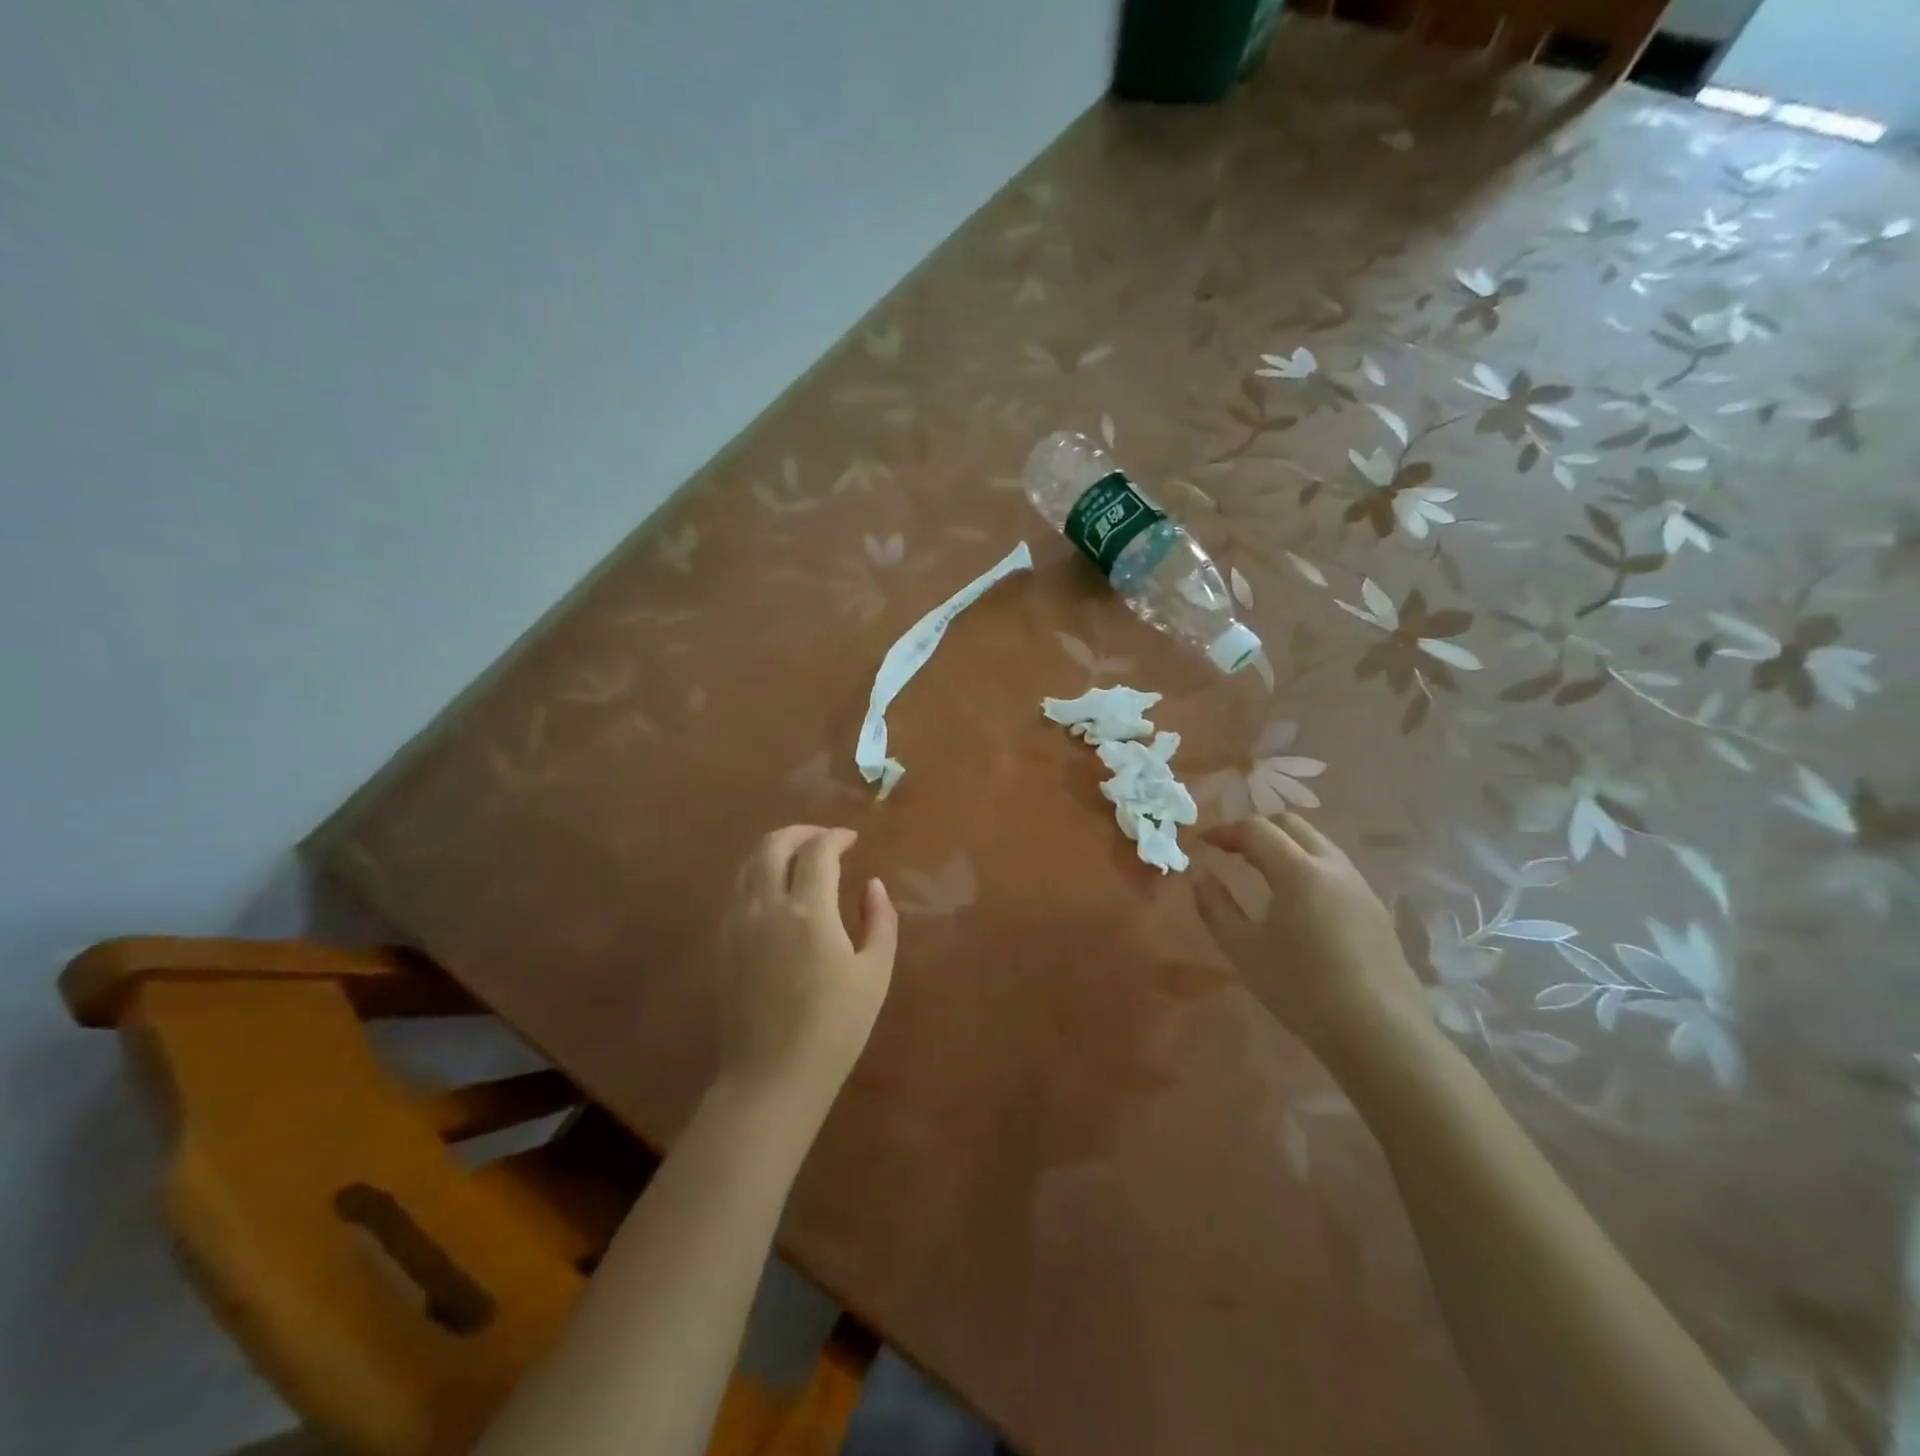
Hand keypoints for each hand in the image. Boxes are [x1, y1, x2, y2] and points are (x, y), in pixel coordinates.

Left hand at [715, 826, 897, 1102]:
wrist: (772, 1077)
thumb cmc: (835, 1028)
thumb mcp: (875, 974)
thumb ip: (879, 921)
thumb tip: (872, 886)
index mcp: (808, 912)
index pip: (818, 852)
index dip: (836, 837)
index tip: (852, 840)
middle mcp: (766, 908)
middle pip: (772, 846)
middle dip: (800, 832)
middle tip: (823, 839)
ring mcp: (737, 925)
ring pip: (748, 866)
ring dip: (775, 851)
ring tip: (799, 859)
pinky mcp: (722, 945)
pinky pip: (737, 892)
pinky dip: (757, 876)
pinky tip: (776, 893)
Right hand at [1195, 814, 1425, 1060]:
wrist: (1379, 1032)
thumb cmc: (1301, 989)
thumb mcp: (1244, 950)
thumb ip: (1215, 906)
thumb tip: (1200, 874)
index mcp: (1298, 871)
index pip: (1255, 829)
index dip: (1224, 831)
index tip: (1201, 844)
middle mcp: (1332, 866)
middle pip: (1291, 824)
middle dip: (1256, 830)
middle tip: (1230, 851)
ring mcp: (1359, 884)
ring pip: (1317, 843)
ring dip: (1284, 845)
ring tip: (1260, 872)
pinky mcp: (1375, 907)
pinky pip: (1335, 867)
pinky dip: (1307, 865)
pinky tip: (1297, 900)